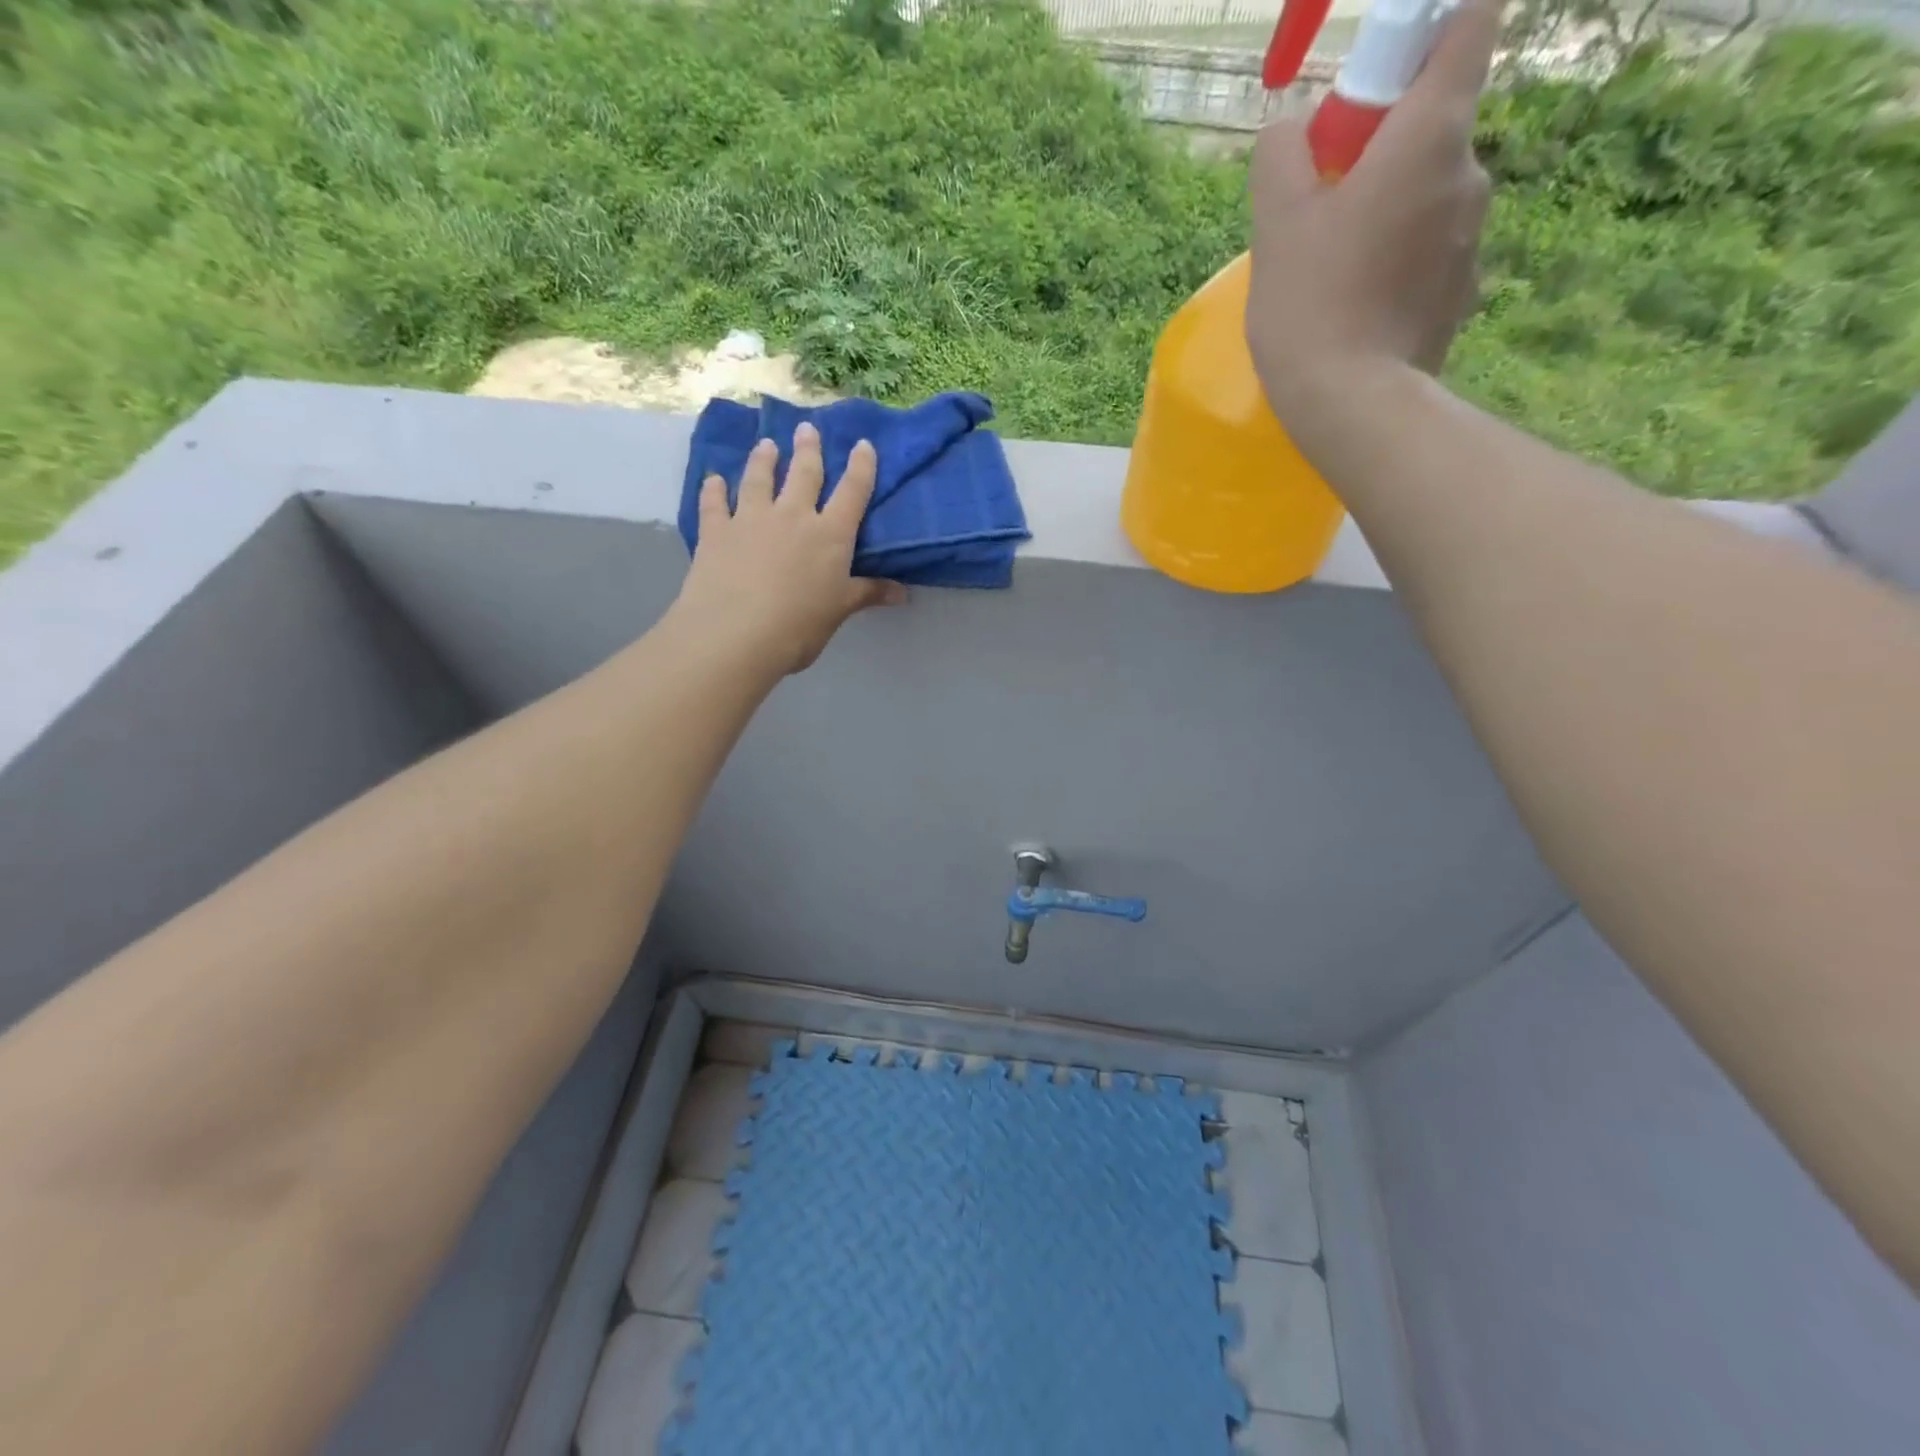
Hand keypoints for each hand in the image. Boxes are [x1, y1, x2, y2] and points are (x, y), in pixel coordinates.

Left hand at [671, 422, 905, 676]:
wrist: (736, 634)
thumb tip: (903, 593)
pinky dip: (714, 490)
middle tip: (807, 428)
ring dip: (764, 460)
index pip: (852, 492)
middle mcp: (793, 516)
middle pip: (804, 474)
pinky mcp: (716, 531)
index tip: (863, 444)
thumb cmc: (799, 626)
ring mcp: (751, 519)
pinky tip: (714, 480)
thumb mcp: (839, 611)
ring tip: (766, 444)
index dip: (861, 467)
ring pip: (759, 479)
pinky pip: (715, 503)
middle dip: (808, 450)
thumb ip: (867, 594)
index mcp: (830, 535)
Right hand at [1245, 0, 1496, 434]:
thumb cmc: (1311, 303)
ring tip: (1330, 270)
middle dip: (1379, 146)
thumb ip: (1281, 153)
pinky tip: (1354, 306)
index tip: (1375, 74)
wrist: (1351, 403)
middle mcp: (1469, 172)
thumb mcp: (1276, 221)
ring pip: (1426, 195)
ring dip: (1384, 210)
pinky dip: (1394, 261)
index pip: (1468, 21)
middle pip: (1433, 122)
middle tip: (1319, 204)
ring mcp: (1472, 237)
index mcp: (1433, 133)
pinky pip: (1426, 252)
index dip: (1427, 26)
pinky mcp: (1461, 292)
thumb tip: (1293, 131)